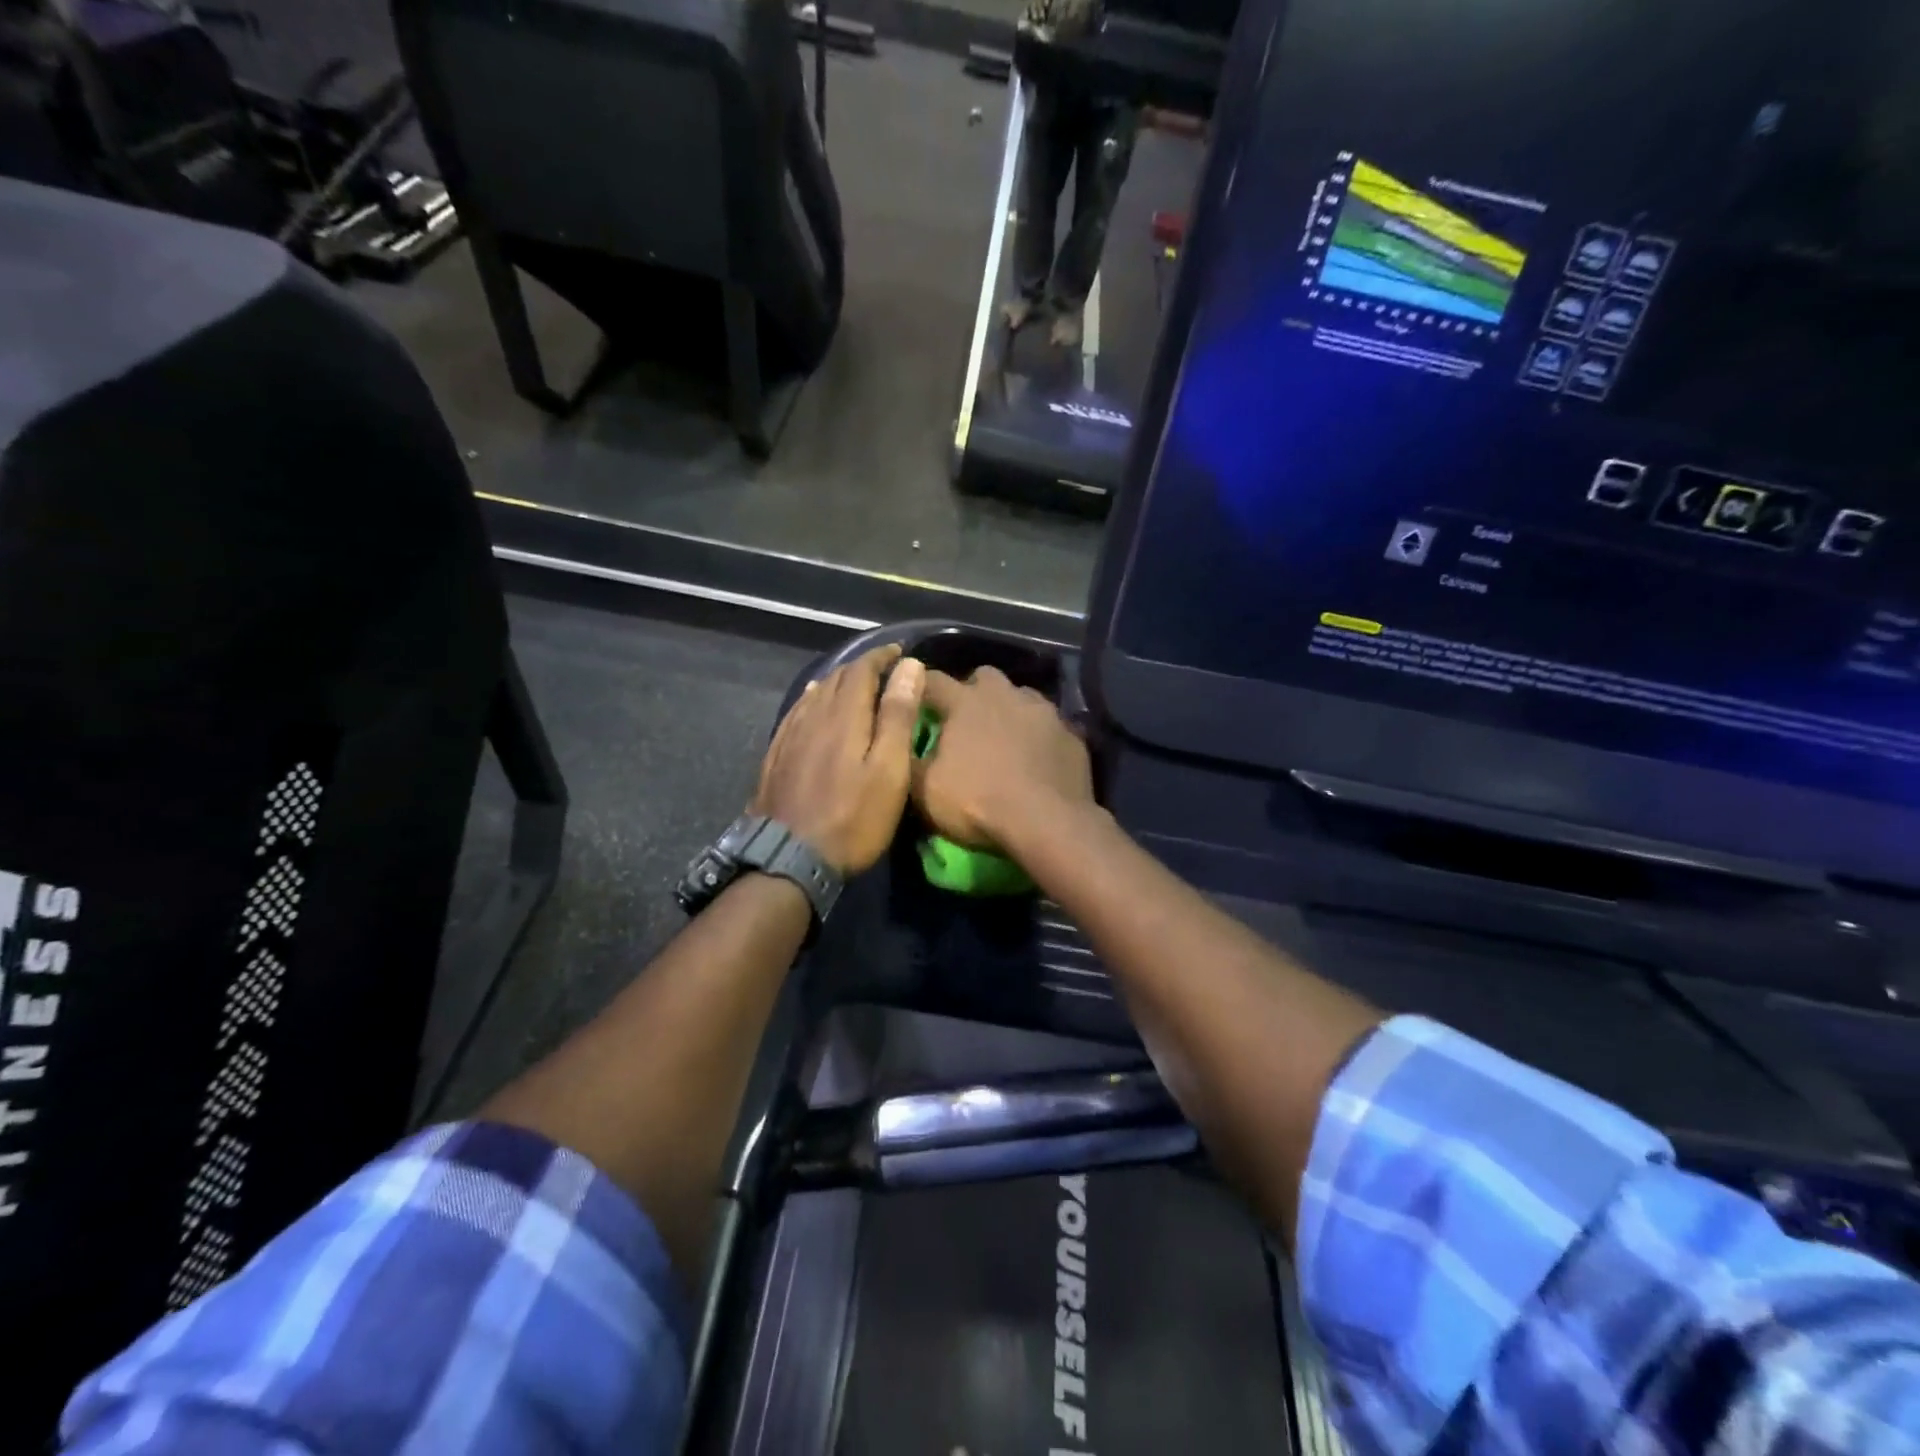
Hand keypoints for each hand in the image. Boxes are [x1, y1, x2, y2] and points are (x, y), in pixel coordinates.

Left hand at [752, 646, 925, 874]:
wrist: (790, 860)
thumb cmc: (853, 818)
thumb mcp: (889, 770)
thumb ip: (898, 715)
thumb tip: (909, 666)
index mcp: (844, 715)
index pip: (862, 669)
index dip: (882, 657)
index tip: (901, 652)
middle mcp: (813, 716)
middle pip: (837, 678)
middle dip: (862, 667)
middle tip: (884, 669)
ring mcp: (790, 736)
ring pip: (815, 694)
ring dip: (838, 682)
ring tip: (854, 683)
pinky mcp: (776, 756)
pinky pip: (796, 713)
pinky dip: (813, 700)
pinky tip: (813, 705)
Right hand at [912, 667, 1093, 850]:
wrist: (1048, 822)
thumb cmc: (977, 802)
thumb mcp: (924, 790)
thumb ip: (907, 760)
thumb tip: (899, 745)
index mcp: (965, 701)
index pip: (932, 680)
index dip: (919, 688)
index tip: (912, 699)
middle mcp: (1005, 694)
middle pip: (983, 677)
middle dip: (972, 692)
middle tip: (965, 721)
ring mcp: (1043, 711)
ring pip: (1021, 696)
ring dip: (1009, 710)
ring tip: (1004, 739)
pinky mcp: (1070, 733)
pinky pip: (1049, 725)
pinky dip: (1038, 736)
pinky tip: (1036, 759)